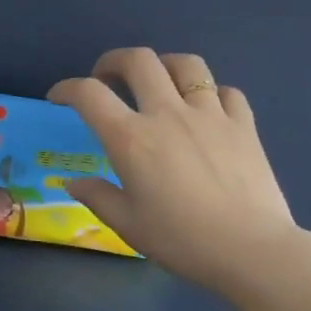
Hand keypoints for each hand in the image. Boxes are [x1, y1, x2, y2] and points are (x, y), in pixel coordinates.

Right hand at [49, 48, 302, 297]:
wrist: (251, 250)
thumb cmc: (182, 241)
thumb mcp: (129, 225)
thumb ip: (97, 197)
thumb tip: (73, 181)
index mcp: (132, 139)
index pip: (89, 94)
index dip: (67, 88)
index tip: (59, 98)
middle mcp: (168, 114)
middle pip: (138, 60)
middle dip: (113, 61)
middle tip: (107, 78)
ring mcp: (210, 114)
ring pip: (186, 64)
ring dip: (164, 65)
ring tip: (159, 82)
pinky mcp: (243, 124)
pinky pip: (226, 91)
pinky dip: (211, 94)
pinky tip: (207, 110)